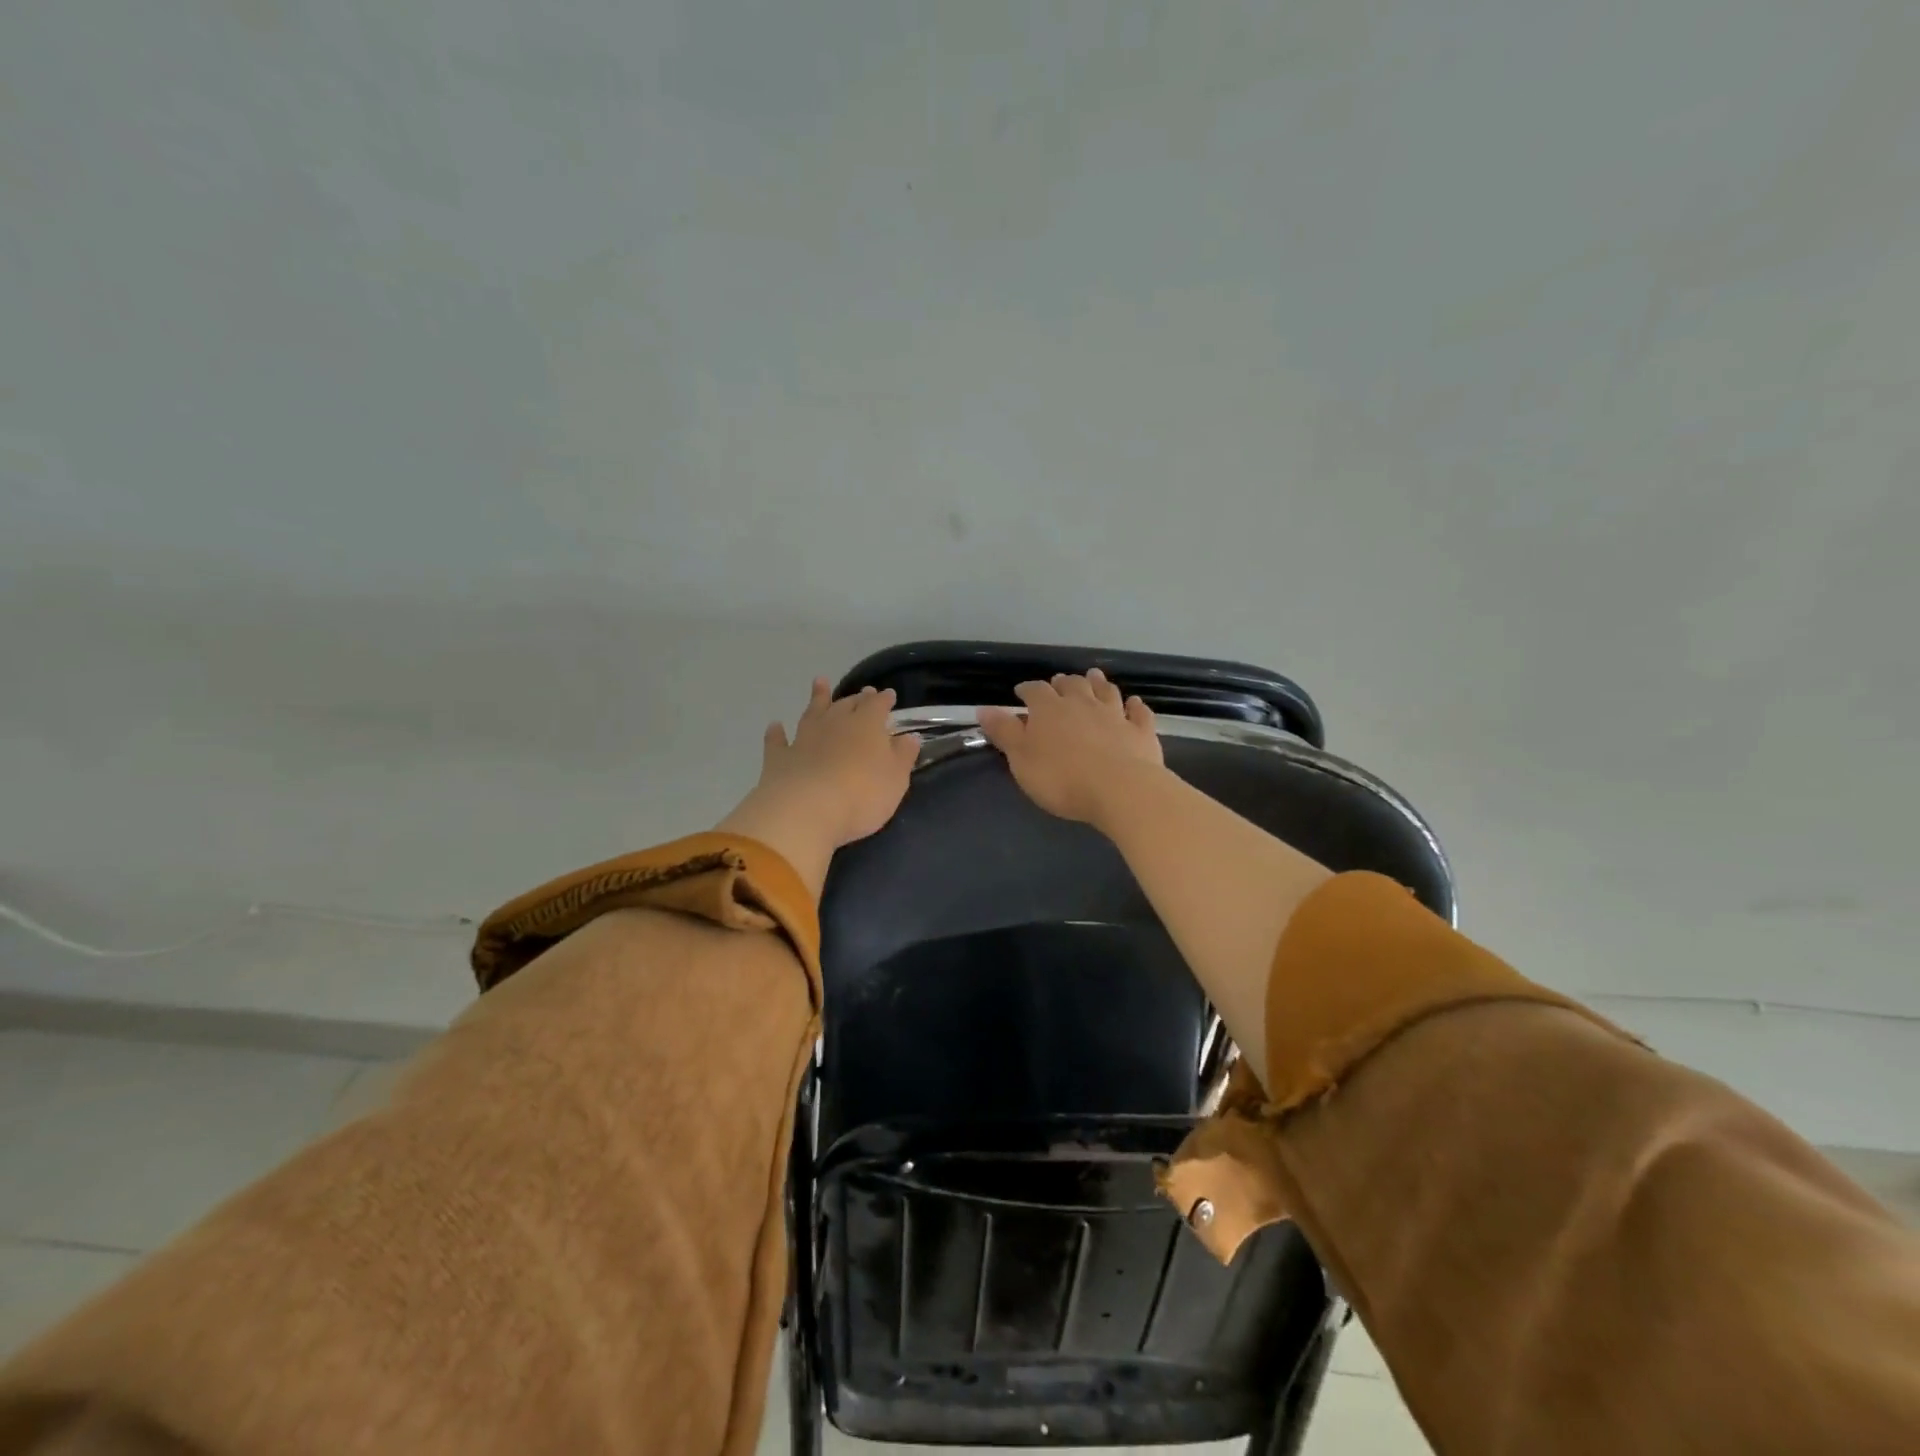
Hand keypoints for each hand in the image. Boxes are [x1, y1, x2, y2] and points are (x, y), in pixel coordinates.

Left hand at [718, 679, 920, 895]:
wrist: (806, 811)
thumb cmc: (862, 795)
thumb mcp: (896, 779)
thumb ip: (903, 756)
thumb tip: (909, 737)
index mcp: (866, 725)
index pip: (878, 706)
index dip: (884, 700)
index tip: (889, 695)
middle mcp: (834, 724)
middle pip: (846, 705)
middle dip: (856, 698)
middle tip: (862, 692)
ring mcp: (804, 739)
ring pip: (812, 712)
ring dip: (817, 698)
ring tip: (819, 683)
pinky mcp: (779, 758)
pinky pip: (777, 741)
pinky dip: (776, 733)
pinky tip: (775, 726)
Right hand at [978, 669, 1163, 825]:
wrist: (1120, 790)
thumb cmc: (1061, 778)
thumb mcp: (1021, 759)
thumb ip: (1004, 732)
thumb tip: (984, 708)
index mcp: (1049, 709)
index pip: (1034, 691)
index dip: (1027, 690)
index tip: (1021, 692)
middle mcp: (1083, 704)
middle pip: (1072, 685)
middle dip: (1063, 682)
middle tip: (1059, 682)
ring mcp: (1115, 715)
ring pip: (1106, 691)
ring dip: (1098, 683)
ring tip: (1094, 676)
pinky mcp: (1141, 732)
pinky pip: (1139, 713)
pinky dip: (1135, 706)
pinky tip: (1134, 703)